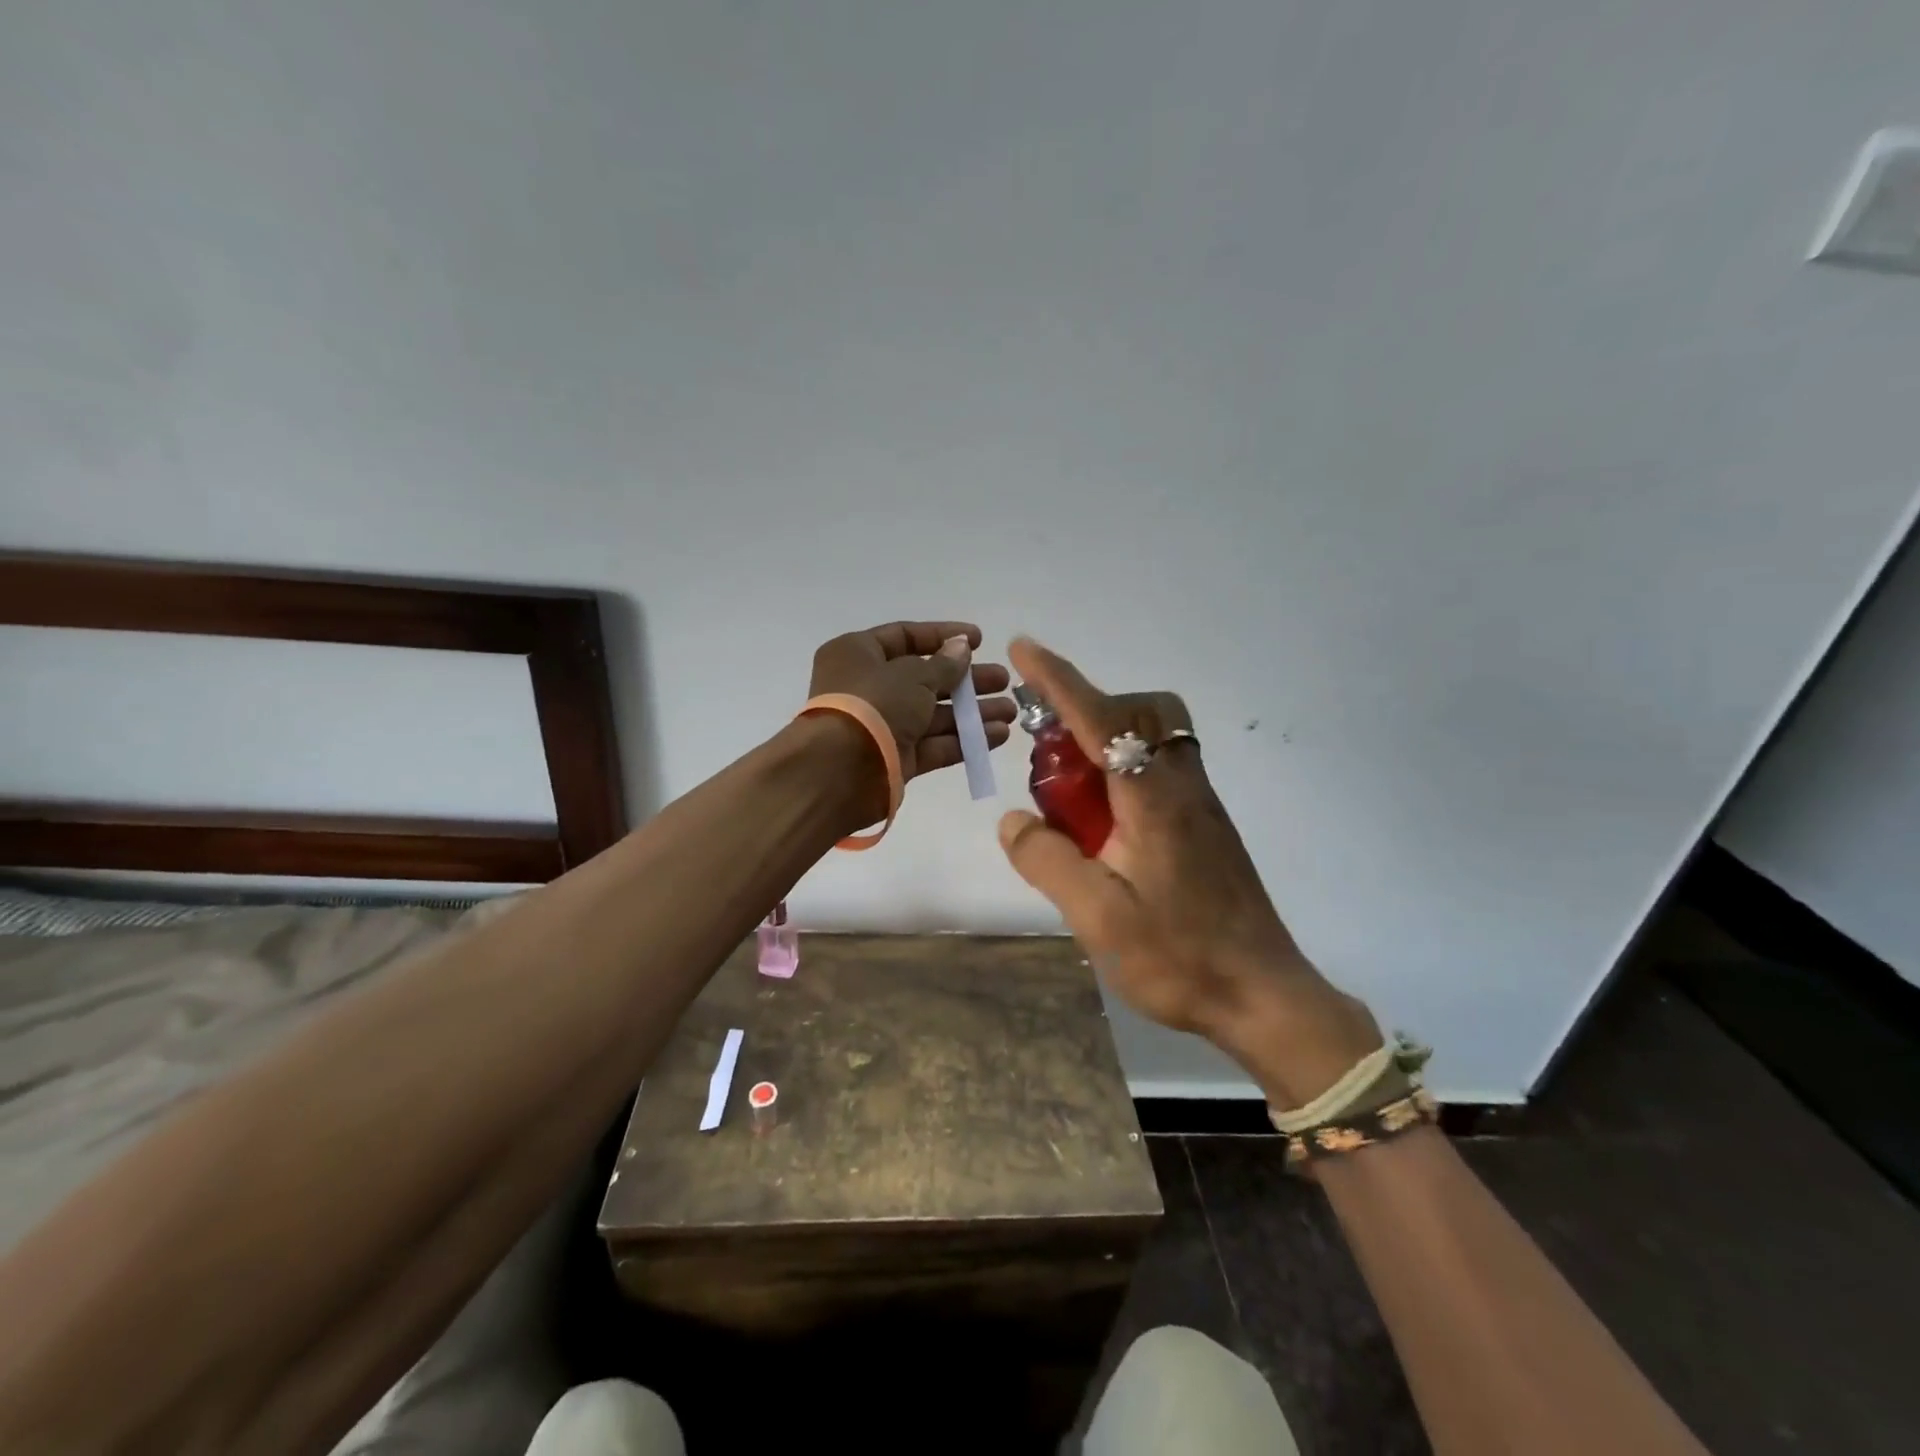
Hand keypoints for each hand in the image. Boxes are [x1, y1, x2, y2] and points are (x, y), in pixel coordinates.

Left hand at [809, 621, 1014, 823]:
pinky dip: (963, 739)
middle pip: (925, 678)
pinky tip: (997, 735)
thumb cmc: (872, 704)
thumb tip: (961, 647)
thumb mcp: (913, 675)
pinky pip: (934, 744)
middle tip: (1003, 680)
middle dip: (966, 679)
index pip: (905, 636)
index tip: (979, 640)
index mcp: (858, 654)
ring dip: (972, 712)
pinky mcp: (896, 759)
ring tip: (1010, 710)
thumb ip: (944, 664)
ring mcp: (883, 725)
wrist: (840, 771)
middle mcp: (868, 687)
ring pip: (933, 714)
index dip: (943, 636)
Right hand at [995, 637, 1379, 1105]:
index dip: (1058, 680)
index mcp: (1153, 798)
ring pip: (1155, 736)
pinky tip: (1105, 826)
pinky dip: (1124, 770)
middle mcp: (1181, 785)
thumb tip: (1013, 819)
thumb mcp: (1097, 918)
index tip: (1024, 648)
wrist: (1264, 997)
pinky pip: (1160, 767)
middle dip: (1088, 708)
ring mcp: (1200, 803)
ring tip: (1072, 794)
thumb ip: (1048, 861)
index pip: (1100, 718)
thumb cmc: (1180, 958)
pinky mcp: (1206, 824)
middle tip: (1050, 755)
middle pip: (1140, 711)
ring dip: (1107, 740)